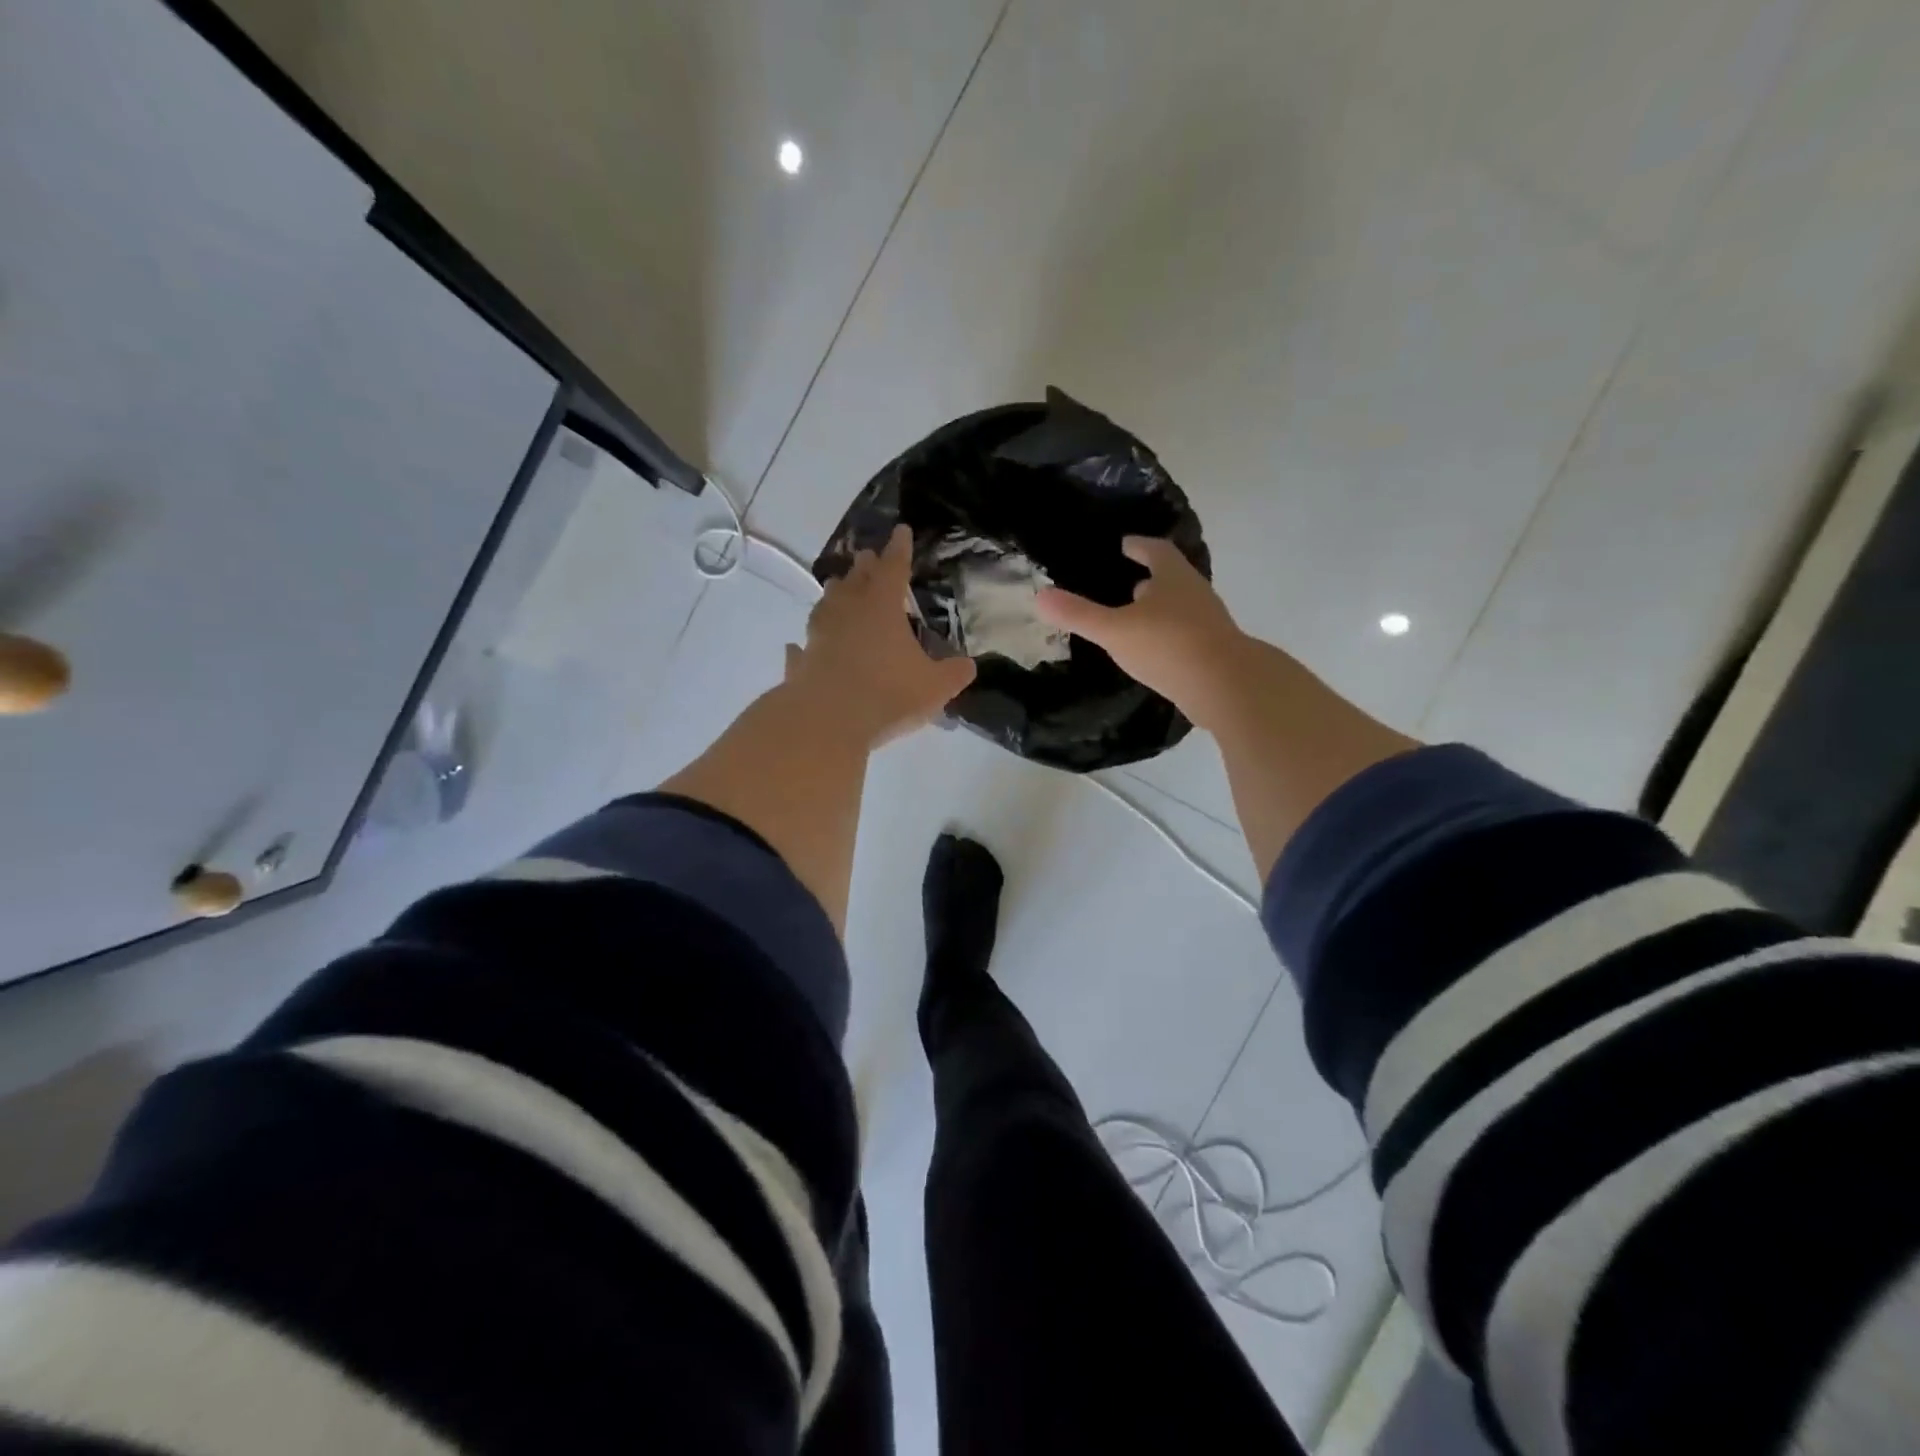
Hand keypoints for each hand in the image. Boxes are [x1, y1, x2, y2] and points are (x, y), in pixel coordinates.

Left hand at [784, 525, 976, 747]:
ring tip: (837, 589)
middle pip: (855, 580)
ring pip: (825, 606)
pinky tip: (798, 646)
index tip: (900, 531)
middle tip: (867, 557)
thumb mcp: (935, 687)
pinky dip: (802, 646)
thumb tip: (969, 666)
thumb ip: (955, 673)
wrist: (828, 720)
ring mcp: (819, 636)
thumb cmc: (888, 694)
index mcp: (882, 607)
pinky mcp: (801, 663)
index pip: (894, 568)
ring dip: (833, 596)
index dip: (899, 549)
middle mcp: (847, 612)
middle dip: (864, 567)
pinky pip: (802, 649)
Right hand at [1035, 536, 1246, 727]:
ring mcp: (1208, 623)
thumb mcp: (1115, 630)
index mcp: (1172, 578)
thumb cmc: (1168, 646)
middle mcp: (1195, 593)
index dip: (1139, 545)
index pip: (1155, 550)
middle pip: (1172, 578)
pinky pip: (1186, 635)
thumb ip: (1078, 614)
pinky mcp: (1213, 652)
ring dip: (1160, 609)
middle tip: (1128, 582)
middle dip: (1151, 578)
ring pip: (1181, 607)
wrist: (1226, 687)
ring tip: (1136, 618)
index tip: (1125, 544)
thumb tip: (1039, 596)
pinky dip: (1168, 636)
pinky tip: (1153, 652)